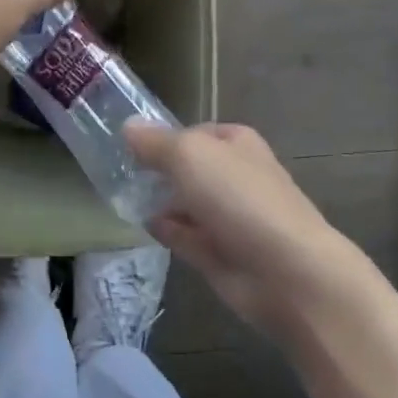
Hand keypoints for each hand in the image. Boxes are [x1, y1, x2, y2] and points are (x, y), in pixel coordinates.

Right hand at [125, 121, 382, 333]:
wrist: (284, 271)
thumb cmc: (239, 198)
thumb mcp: (189, 154)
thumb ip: (155, 141)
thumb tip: (127, 126)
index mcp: (235, 143)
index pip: (192, 132)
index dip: (162, 136)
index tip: (126, 145)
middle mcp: (232, 176)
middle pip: (185, 168)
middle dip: (155, 170)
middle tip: (113, 171)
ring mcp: (225, 216)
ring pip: (181, 202)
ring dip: (155, 200)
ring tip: (117, 195)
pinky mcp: (216, 251)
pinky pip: (181, 234)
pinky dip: (163, 229)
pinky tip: (139, 224)